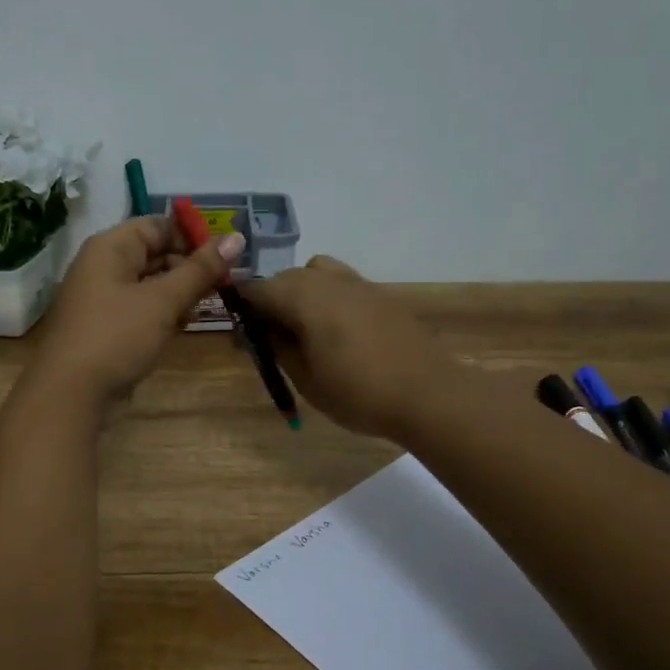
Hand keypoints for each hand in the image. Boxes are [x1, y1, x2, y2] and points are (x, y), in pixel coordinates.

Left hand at [27, 216, 243, 407]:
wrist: (70, 394)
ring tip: (203, 309)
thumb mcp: (163, 301)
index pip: (159, 226)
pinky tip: (180, 328)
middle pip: (156, 254)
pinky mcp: (107, 327)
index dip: (193, 238)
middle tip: (223, 287)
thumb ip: (200, 270)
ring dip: (179, 294)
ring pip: (151, 284)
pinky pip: (141, 309)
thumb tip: (237, 238)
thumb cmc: (117, 336)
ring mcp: (103, 298)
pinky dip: (163, 314)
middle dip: (190, 269)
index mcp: (111, 247)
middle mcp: (104, 266)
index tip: (226, 258)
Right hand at [236, 255, 453, 440]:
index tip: (241, 336)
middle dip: (271, 301)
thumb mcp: (306, 379)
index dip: (243, 309)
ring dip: (301, 294)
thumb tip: (261, 331)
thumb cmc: (358, 393)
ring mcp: (359, 283)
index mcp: (303, 297)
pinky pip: (342, 285)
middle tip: (270, 339)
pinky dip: (328, 299)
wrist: (428, 395)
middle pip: (286, 278)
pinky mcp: (381, 294)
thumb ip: (278, 348)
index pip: (257, 290)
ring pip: (316, 274)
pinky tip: (337, 333)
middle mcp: (328, 280)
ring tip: (305, 331)